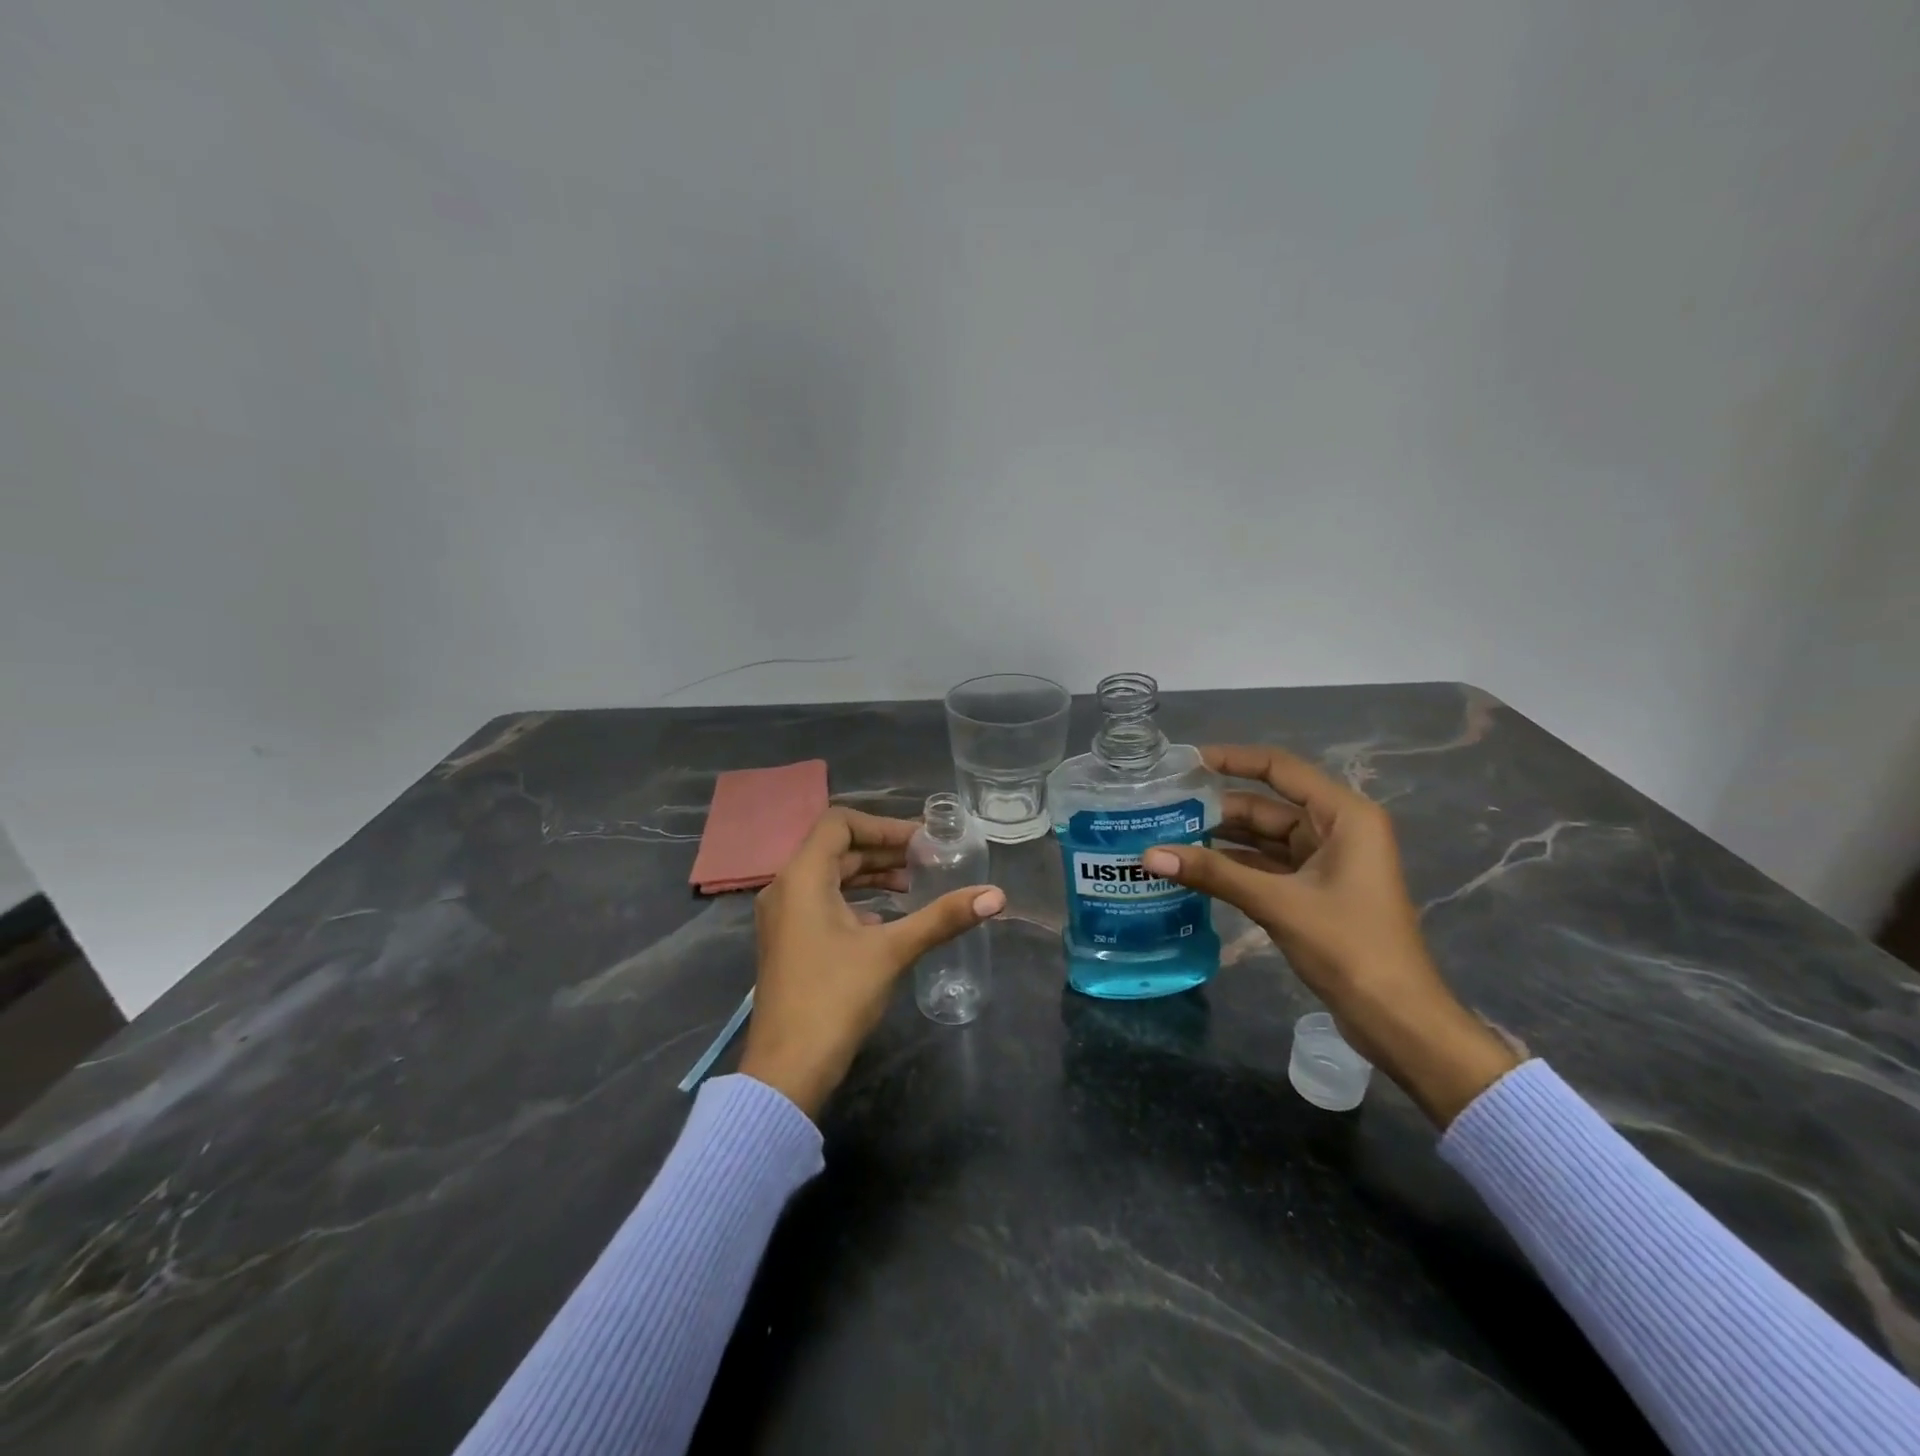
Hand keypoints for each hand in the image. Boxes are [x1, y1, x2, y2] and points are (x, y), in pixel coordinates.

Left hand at [739, 807, 1004, 1119]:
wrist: (787, 1069)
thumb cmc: (835, 998)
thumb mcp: (892, 950)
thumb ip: (942, 918)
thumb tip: (996, 895)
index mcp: (802, 877)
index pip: (839, 823)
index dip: (883, 825)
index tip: (920, 841)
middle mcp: (785, 888)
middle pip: (835, 849)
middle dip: (882, 851)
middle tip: (926, 860)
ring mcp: (782, 917)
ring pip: (829, 877)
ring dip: (870, 876)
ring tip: (912, 886)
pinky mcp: (787, 942)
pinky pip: (821, 902)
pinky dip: (855, 900)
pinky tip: (885, 920)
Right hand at [1141, 745, 1517, 1125]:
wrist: (1396, 1019)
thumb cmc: (1349, 947)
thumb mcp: (1277, 903)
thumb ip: (1213, 873)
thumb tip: (1149, 854)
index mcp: (1344, 816)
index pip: (1280, 769)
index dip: (1233, 759)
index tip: (1185, 761)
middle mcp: (1337, 829)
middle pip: (1267, 805)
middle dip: (1217, 809)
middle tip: (1162, 810)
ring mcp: (1327, 862)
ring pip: (1264, 838)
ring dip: (1221, 840)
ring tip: (1168, 838)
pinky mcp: (1315, 892)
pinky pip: (1267, 867)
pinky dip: (1234, 868)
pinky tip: (1195, 870)